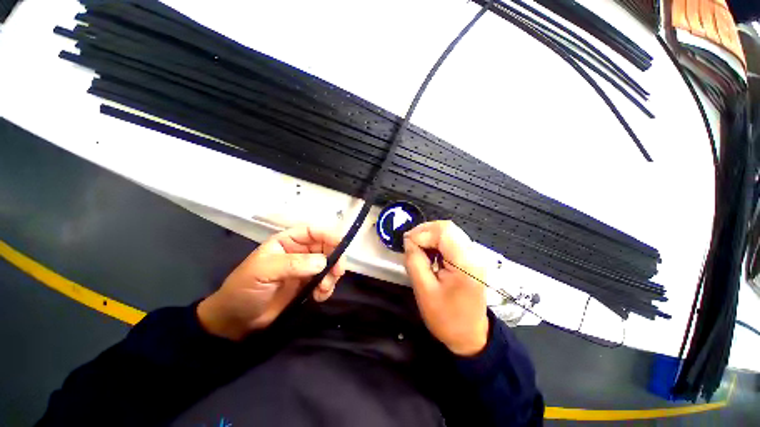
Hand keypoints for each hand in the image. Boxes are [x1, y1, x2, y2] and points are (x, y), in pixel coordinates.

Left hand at [197, 225, 346, 340]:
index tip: (341, 245)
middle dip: (334, 259)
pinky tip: (320, 297)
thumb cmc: (244, 289)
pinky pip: (325, 281)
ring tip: (323, 290)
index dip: (328, 235)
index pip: (313, 231)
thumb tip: (323, 262)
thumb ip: (293, 264)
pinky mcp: (308, 285)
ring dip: (331, 276)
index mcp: (287, 241)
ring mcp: (305, 269)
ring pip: (329, 265)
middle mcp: (299, 252)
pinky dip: (327, 288)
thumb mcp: (264, 271)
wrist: (236, 321)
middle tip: (337, 273)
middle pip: (326, 248)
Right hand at [403, 221, 488, 355]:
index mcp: (465, 263)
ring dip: (430, 236)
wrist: (470, 336)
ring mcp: (475, 255)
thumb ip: (414, 261)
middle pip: (447, 227)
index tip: (407, 244)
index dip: (422, 233)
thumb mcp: (424, 291)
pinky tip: (429, 252)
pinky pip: (452, 240)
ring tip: (417, 248)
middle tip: (410, 243)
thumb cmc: (446, 318)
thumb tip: (409, 241)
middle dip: (425, 231)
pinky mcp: (471, 259)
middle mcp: (474, 254)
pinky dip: (437, 242)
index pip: (443, 232)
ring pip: (449, 232)